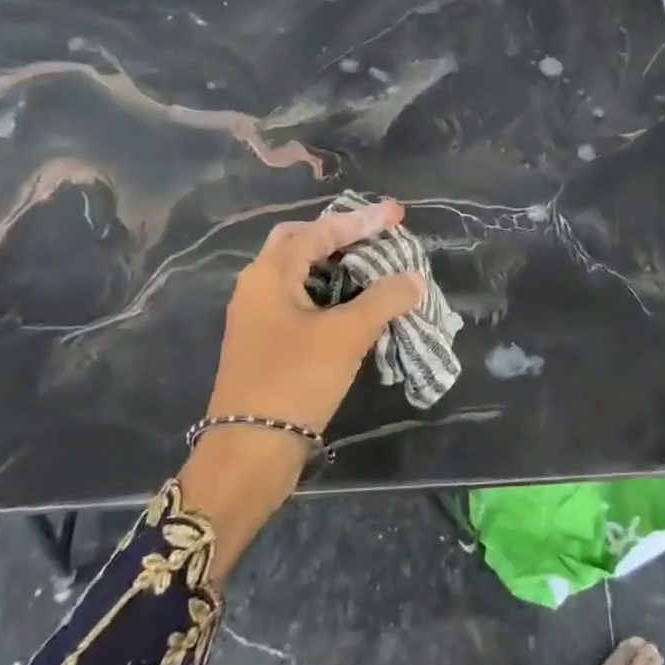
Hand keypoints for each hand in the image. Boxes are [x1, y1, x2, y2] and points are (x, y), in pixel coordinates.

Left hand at [205, 198, 425, 434]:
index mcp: (270, 274)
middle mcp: (257, 287)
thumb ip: (384, 299)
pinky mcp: (265, 342)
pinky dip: (329, 295)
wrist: (250, 450)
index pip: (321, 230)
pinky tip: (355, 307)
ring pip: (300, 274)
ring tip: (373, 268)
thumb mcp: (346, 334)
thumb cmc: (296, 379)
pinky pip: (300, 302)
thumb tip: (414, 278)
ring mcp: (257, 316)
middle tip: (376, 237)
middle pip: (301, 243)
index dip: (362, 220)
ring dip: (336, 267)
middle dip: (340, 235)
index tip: (397, 215)